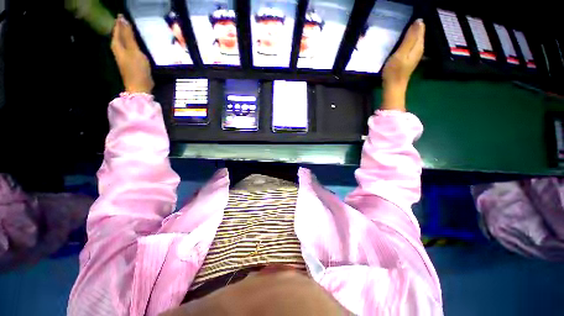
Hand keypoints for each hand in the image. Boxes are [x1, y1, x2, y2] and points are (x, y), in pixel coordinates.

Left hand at [111, 14, 153, 93]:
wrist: (140, 88)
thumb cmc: (136, 69)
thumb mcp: (133, 50)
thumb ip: (128, 36)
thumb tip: (123, 19)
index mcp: (117, 46)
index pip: (117, 30)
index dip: (119, 23)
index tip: (123, 15)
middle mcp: (118, 50)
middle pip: (119, 36)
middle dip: (122, 28)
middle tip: (127, 21)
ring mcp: (124, 58)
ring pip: (124, 43)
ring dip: (127, 36)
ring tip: (132, 30)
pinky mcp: (131, 63)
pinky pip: (130, 49)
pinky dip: (132, 44)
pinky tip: (137, 44)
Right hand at [380, 19, 424, 110]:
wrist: (393, 87)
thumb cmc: (395, 71)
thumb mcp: (401, 53)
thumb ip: (410, 38)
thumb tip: (418, 21)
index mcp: (418, 46)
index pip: (420, 29)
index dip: (416, 22)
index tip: (408, 16)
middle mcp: (419, 49)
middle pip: (419, 34)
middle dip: (414, 26)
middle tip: (405, 20)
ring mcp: (414, 55)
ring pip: (415, 39)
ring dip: (411, 33)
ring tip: (404, 27)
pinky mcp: (409, 59)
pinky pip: (411, 45)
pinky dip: (408, 40)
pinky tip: (403, 40)